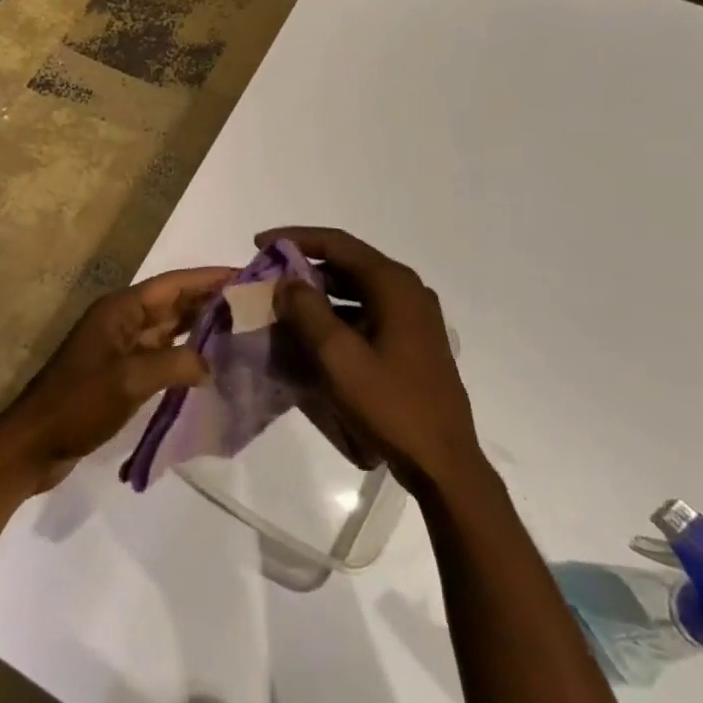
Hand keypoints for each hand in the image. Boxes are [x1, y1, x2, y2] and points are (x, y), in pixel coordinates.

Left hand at [0, 266, 234, 490]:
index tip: (246, 276)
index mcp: (120, 310)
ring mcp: (121, 347)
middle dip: (210, 301)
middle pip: (173, 303)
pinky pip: (162, 354)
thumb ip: (176, 364)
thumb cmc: (78, 403)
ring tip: (242, 330)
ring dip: (201, 328)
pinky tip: (212, 365)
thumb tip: (212, 364)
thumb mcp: (129, 380)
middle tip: (254, 305)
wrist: (34, 443)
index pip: (172, 284)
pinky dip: (186, 355)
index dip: (208, 278)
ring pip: (169, 329)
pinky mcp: (122, 373)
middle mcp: (122, 321)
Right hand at [258, 227, 482, 492]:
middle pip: (348, 263)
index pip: (337, 243)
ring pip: (356, 289)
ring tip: (282, 305)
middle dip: (304, 266)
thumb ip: (307, 312)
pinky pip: (366, 312)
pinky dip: (336, 315)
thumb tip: (287, 281)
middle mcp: (407, 291)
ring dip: (319, 292)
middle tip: (267, 277)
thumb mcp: (338, 357)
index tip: (259, 244)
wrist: (443, 463)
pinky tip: (311, 334)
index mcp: (394, 285)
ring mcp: (413, 317)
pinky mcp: (412, 341)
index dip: (296, 239)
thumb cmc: (390, 405)